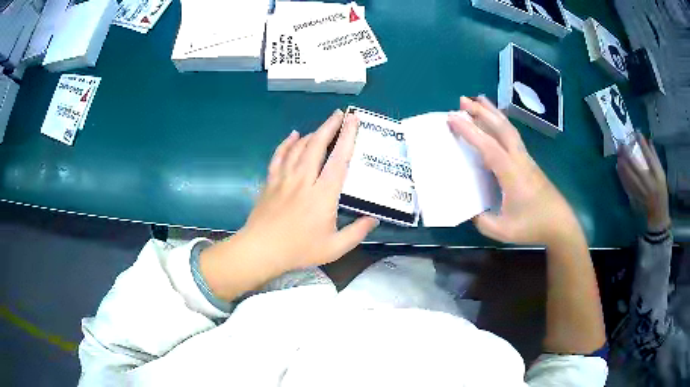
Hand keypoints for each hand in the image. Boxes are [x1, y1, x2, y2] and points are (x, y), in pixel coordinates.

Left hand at [200, 111, 378, 300]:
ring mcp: (285, 178)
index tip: (353, 121)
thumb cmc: (299, 250)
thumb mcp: (334, 248)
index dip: (348, 137)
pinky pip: (279, 156)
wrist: (261, 250)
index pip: (339, 160)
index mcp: (323, 194)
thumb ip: (357, 232)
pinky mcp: (271, 181)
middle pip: (317, 145)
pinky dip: (287, 143)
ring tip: (323, 126)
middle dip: (330, 126)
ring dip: (312, 133)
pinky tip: (293, 135)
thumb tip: (375, 218)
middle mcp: (304, 180)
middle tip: (340, 114)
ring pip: (299, 148)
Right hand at [447, 96, 582, 246]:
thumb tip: (468, 209)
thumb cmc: (533, 227)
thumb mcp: (503, 231)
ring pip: (509, 129)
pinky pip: (513, 137)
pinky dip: (501, 124)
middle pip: (501, 128)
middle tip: (462, 100)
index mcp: (511, 174)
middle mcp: (519, 160)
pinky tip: (496, 123)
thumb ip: (482, 221)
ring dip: (493, 113)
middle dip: (482, 112)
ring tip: (478, 101)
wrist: (560, 225)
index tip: (452, 117)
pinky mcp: (529, 162)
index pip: (488, 146)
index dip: (470, 131)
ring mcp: (526, 159)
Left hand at [616, 134, 669, 232]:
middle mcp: (648, 183)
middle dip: (627, 153)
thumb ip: (655, 158)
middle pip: (635, 165)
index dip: (642, 144)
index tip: (636, 133)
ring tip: (618, 152)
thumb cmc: (661, 192)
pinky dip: (621, 174)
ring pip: (628, 174)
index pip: (649, 157)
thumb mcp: (662, 174)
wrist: (658, 215)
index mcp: (657, 176)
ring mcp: (640, 191)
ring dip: (622, 162)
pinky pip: (626, 184)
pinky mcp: (635, 197)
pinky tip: (618, 166)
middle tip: (622, 142)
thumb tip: (648, 140)